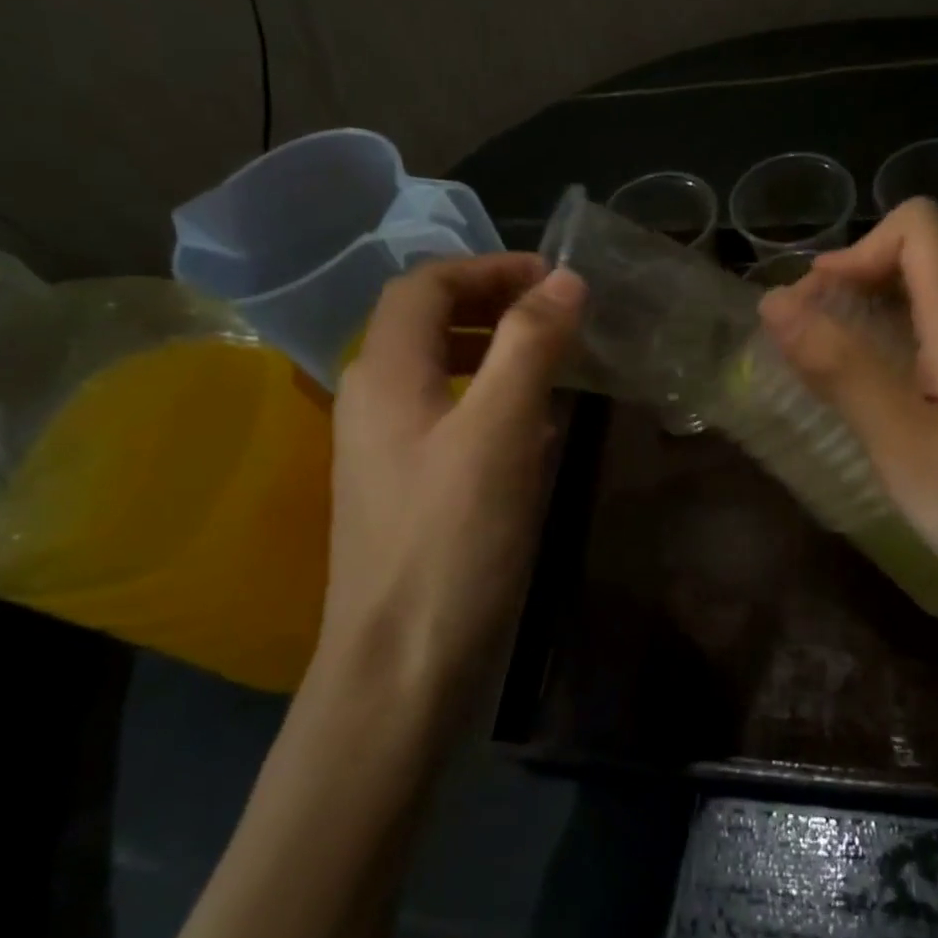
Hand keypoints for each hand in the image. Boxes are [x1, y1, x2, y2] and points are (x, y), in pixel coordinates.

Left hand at [318, 254, 583, 699]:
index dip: (488, 267)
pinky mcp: (406, 484)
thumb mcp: (500, 430)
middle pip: (425, 318)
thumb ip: (530, 345)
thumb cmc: (452, 542)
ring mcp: (385, 446)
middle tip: (557, 310)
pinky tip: (532, 422)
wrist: (400, 670)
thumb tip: (565, 278)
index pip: (425, 283)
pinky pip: (447, 410)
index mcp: (384, 373)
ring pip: (437, 365)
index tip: (552, 278)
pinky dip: (489, 392)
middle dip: (491, 299)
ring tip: (551, 355)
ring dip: (492, 344)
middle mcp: (372, 398)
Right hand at [758, 199, 937, 640]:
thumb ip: (839, 366)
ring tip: (840, 373)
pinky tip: (896, 401)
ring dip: (880, 317)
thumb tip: (774, 302)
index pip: (915, 226)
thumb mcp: (903, 444)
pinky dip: (911, 344)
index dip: (856, 250)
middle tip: (809, 345)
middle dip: (856, 285)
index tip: (814, 304)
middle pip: (922, 259)